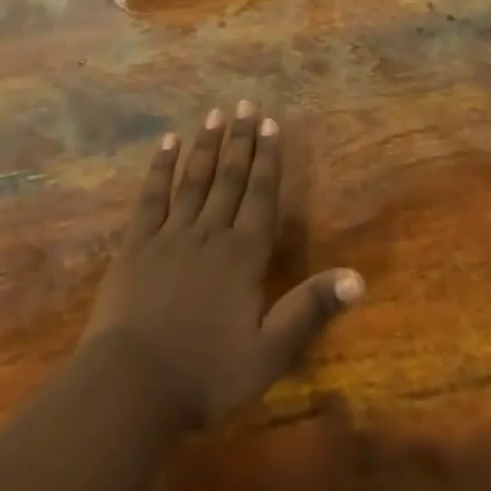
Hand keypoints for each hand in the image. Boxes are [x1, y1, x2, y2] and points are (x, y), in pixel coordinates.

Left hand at [82, 102, 363, 426]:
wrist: (132, 386)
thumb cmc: (205, 374)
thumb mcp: (269, 353)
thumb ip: (310, 309)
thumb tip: (358, 277)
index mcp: (242, 256)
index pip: (260, 196)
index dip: (268, 159)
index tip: (271, 123)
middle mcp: (209, 234)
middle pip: (228, 178)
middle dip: (240, 140)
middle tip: (246, 104)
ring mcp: (170, 235)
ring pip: (194, 179)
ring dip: (206, 145)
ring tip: (215, 113)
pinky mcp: (136, 244)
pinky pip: (151, 197)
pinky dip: (160, 168)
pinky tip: (168, 143)